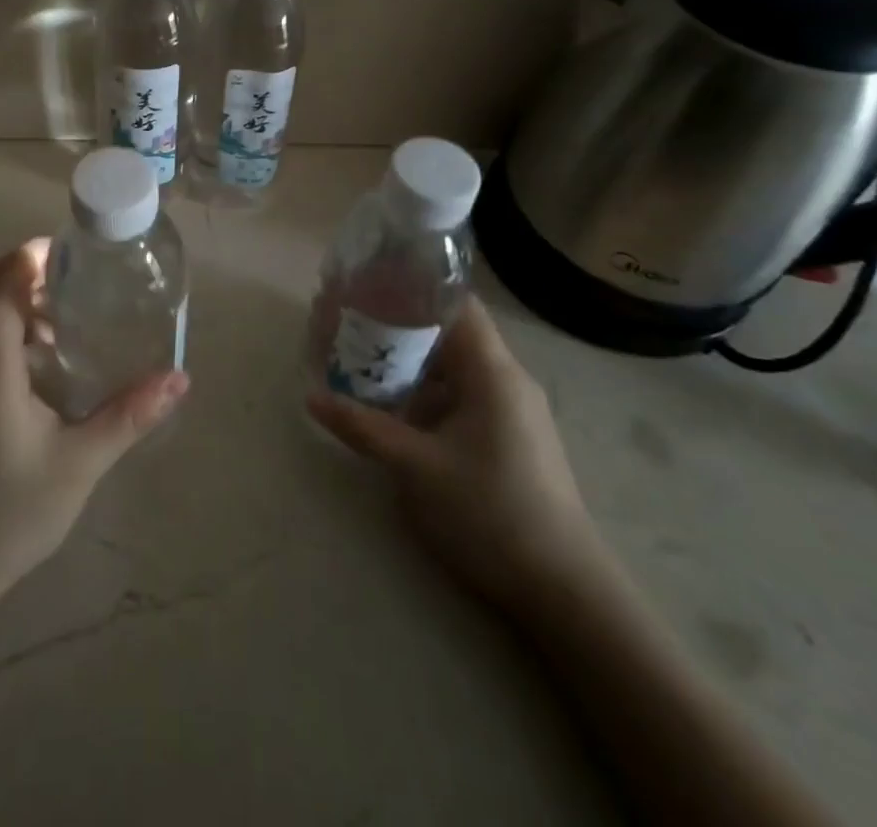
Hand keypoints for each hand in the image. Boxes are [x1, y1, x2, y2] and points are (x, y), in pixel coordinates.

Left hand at [0, 239, 189, 611]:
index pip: (0, 281)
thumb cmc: (7, 511)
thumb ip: (128, 415)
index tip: (76, 251)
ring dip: (33, 306)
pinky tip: (58, 361)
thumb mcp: (79, 462)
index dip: (32, 255)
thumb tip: (179, 379)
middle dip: (42, 276)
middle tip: (94, 280)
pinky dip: (23, 334)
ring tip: (84, 315)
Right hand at [308, 297, 605, 611]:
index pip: (455, 304)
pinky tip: (391, 406)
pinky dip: (425, 392)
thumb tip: (311, 397)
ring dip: (409, 362)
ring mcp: (509, 410)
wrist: (564, 592)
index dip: (412, 287)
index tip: (367, 284)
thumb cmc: (491, 513)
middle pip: (448, 333)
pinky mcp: (507, 437)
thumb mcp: (416, 468)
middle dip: (398, 325)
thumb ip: (363, 426)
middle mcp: (505, 380)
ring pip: (452, 367)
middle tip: (349, 323)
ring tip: (360, 360)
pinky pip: (459, 396)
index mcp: (493, 372)